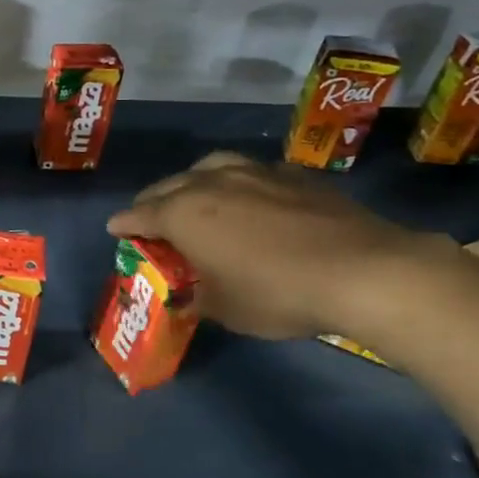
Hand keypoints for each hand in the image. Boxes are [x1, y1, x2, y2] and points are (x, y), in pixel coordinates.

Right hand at [105, 151, 441, 339]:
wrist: (363, 271)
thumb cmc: (278, 293)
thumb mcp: (226, 310)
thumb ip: (197, 299)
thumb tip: (188, 298)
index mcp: (183, 213)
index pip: (138, 215)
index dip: (123, 225)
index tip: (114, 230)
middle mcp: (210, 183)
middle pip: (168, 186)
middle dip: (153, 202)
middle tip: (150, 219)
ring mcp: (253, 173)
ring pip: (208, 167)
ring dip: (192, 182)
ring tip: (195, 196)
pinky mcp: (292, 174)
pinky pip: (250, 171)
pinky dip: (237, 183)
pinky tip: (249, 197)